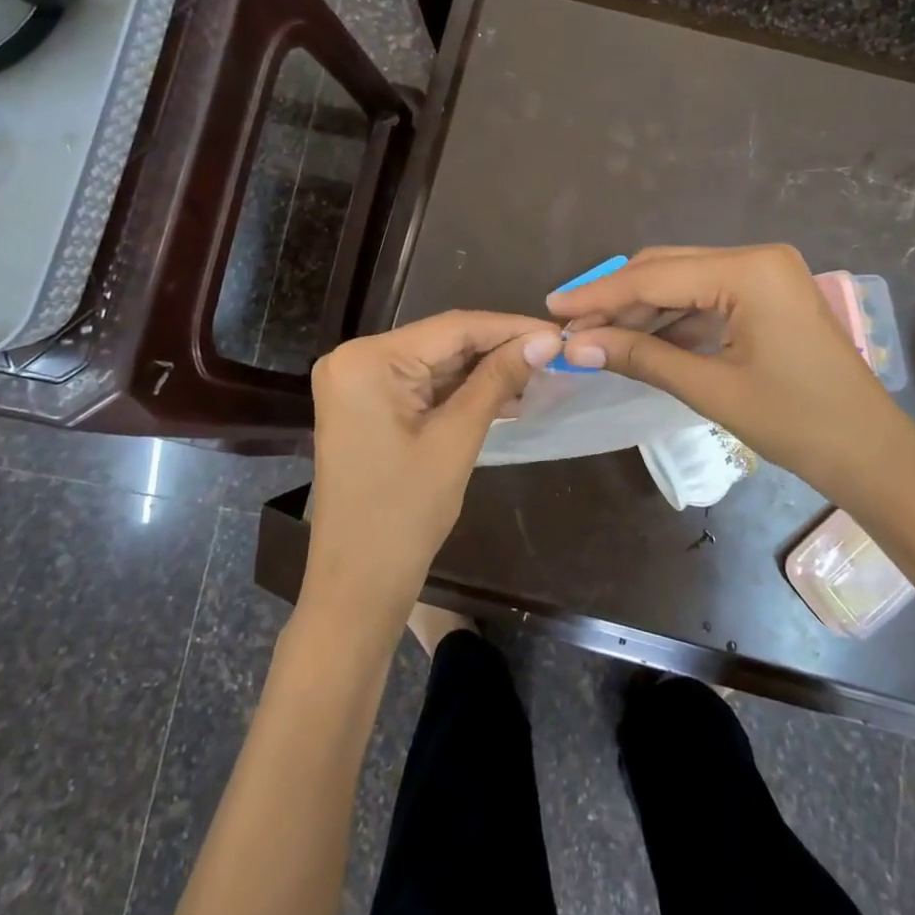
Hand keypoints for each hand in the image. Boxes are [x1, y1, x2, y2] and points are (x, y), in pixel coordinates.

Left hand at [303, 311, 561, 627]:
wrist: (356, 587)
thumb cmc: (404, 515)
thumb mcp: (456, 440)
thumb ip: (498, 380)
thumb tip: (547, 340)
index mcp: (367, 359)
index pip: (452, 328)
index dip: (510, 327)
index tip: (559, 332)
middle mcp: (355, 359)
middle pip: (443, 342)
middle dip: (499, 350)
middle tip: (555, 353)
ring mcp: (358, 383)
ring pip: (436, 363)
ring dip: (484, 371)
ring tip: (540, 373)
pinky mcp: (367, 405)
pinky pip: (422, 386)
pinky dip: (461, 391)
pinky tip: (506, 394)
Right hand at [549, 245, 908, 487]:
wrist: (873, 456)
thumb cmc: (798, 423)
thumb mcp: (711, 388)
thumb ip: (640, 357)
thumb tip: (574, 347)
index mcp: (749, 269)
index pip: (655, 276)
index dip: (599, 295)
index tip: (553, 309)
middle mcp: (756, 257)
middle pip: (666, 269)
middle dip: (616, 299)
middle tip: (569, 328)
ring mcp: (764, 275)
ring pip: (683, 282)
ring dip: (640, 309)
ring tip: (594, 338)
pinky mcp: (766, 297)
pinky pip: (705, 298)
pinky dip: (670, 319)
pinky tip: (637, 339)